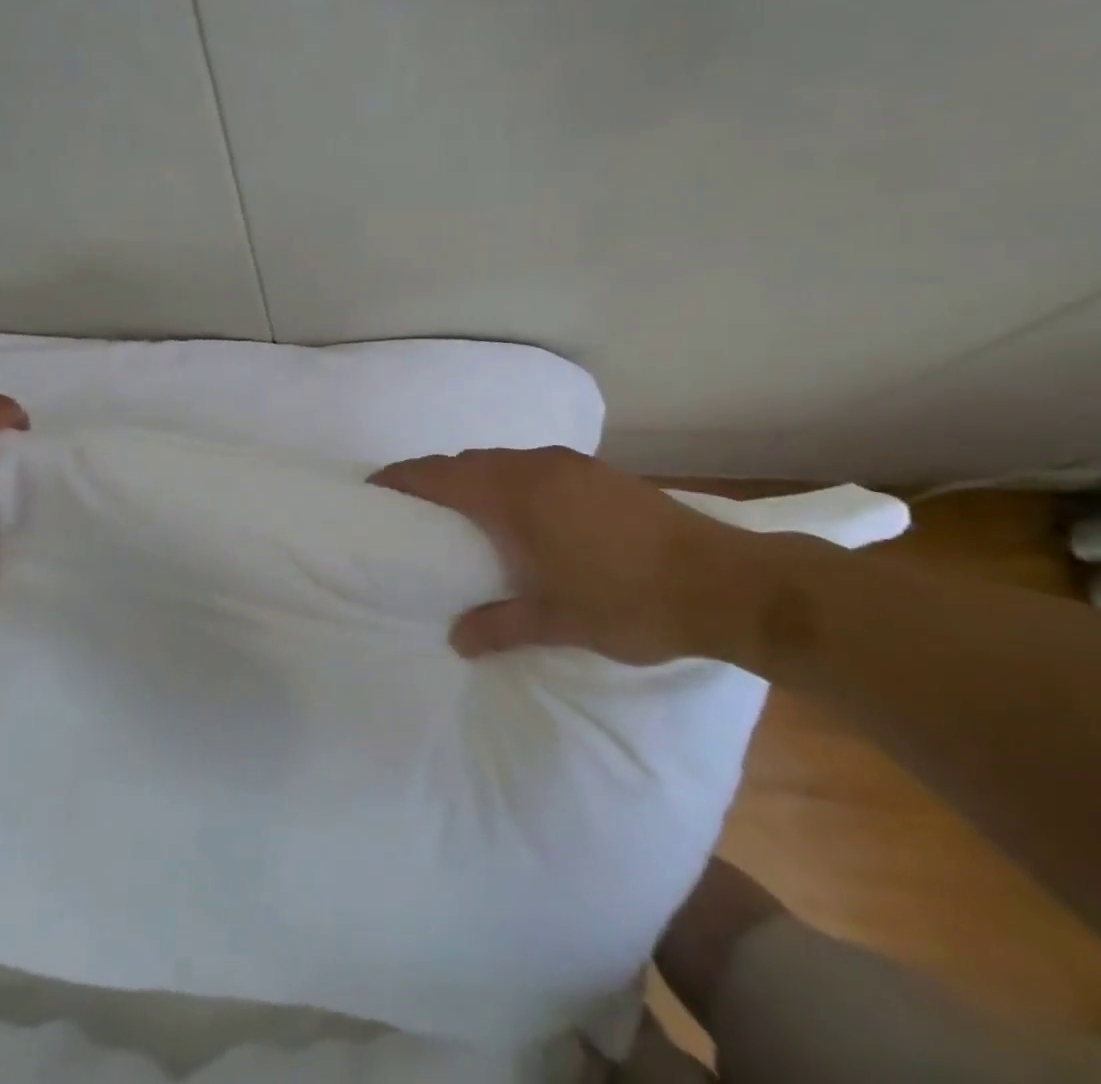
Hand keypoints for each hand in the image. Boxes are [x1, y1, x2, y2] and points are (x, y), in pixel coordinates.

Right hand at [369, 447, 765, 663]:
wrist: (725, 582)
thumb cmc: (629, 601)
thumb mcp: (557, 621)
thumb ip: (499, 625)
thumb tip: (457, 638)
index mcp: (517, 496)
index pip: (443, 476)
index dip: (405, 477)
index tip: (376, 486)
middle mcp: (538, 467)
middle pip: (469, 462)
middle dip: (437, 478)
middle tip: (414, 507)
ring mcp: (572, 465)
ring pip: (504, 461)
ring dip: (476, 478)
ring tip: (463, 512)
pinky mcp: (599, 473)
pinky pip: (534, 466)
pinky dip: (510, 481)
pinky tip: (522, 513)